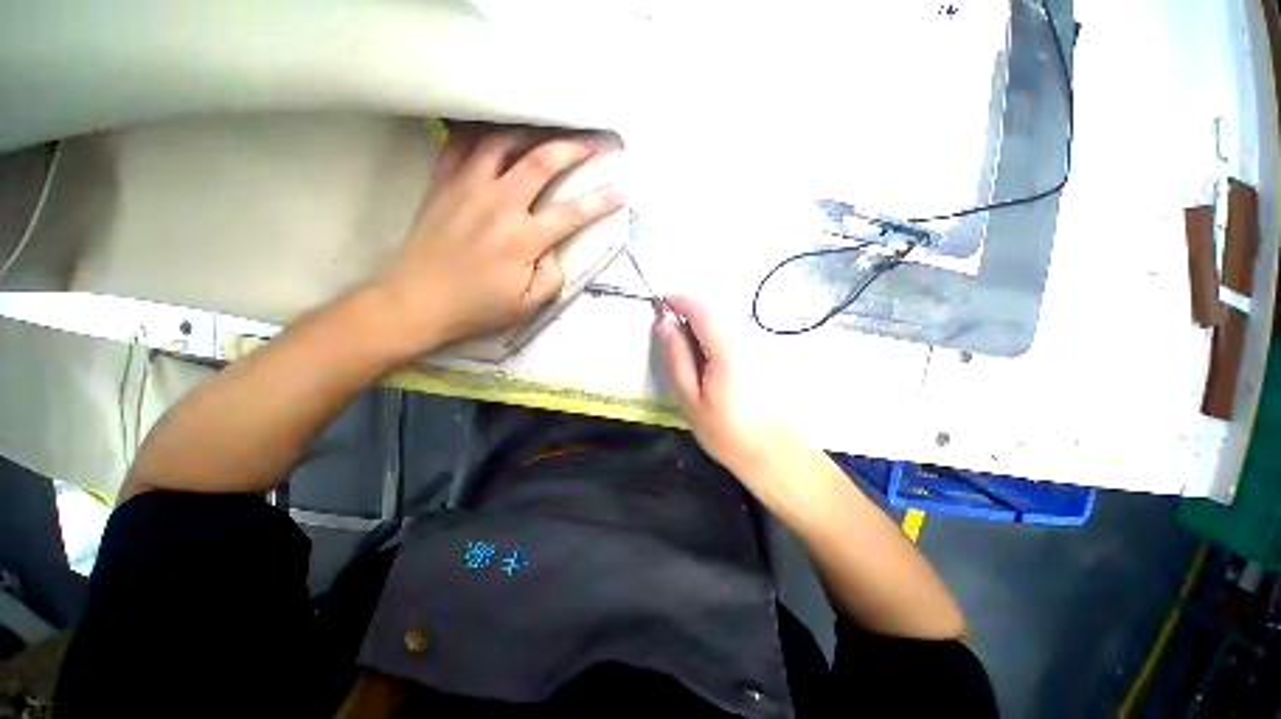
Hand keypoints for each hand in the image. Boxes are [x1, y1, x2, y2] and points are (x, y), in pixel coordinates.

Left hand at [374, 124, 623, 353]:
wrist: (417, 300)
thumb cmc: (477, 307)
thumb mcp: (527, 305)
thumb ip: (552, 276)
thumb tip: (554, 250)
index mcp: (522, 238)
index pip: (571, 213)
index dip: (600, 202)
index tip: (620, 193)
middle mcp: (498, 204)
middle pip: (540, 161)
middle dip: (571, 148)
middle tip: (590, 143)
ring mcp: (467, 187)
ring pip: (500, 141)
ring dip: (529, 132)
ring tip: (545, 131)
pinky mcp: (442, 183)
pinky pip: (461, 143)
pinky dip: (480, 132)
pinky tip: (494, 132)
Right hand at [657, 295, 808, 479]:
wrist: (776, 454)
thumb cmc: (728, 433)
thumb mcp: (690, 399)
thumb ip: (676, 357)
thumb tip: (664, 323)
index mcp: (728, 349)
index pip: (702, 309)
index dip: (681, 299)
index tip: (661, 300)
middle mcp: (749, 338)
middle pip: (717, 309)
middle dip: (691, 309)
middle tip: (671, 328)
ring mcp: (761, 344)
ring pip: (728, 317)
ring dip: (705, 320)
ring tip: (688, 345)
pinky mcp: (767, 353)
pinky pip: (738, 329)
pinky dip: (718, 331)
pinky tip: (711, 355)